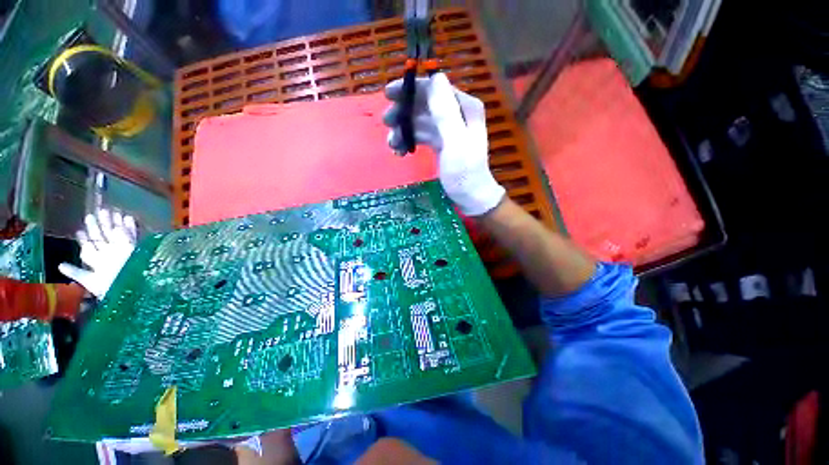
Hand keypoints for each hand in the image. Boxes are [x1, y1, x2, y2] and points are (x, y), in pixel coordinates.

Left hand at [59, 209, 136, 298]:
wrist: (131, 288)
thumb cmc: (110, 287)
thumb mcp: (90, 282)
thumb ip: (76, 273)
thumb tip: (59, 265)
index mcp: (98, 261)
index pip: (90, 247)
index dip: (84, 238)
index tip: (79, 230)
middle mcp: (110, 254)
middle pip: (102, 237)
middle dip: (97, 226)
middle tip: (91, 214)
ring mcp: (123, 250)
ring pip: (116, 234)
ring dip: (113, 222)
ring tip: (110, 211)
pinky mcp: (136, 248)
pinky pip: (133, 235)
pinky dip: (131, 226)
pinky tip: (128, 217)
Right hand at [383, 73, 504, 215]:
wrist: (471, 198)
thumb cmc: (465, 173)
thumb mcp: (455, 142)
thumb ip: (446, 112)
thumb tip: (435, 76)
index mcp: (464, 107)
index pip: (435, 88)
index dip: (411, 88)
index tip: (388, 94)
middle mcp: (456, 114)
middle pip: (424, 104)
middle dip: (404, 111)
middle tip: (387, 122)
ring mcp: (448, 129)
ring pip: (420, 121)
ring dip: (404, 129)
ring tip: (393, 145)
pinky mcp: (441, 144)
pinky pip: (421, 136)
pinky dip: (410, 141)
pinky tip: (400, 152)